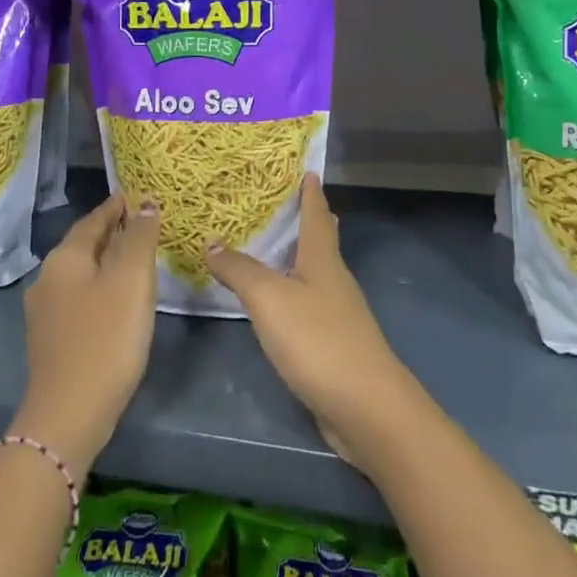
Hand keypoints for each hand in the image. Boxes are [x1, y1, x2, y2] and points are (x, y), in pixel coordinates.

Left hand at [15, 193, 159, 478]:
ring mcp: (45, 311)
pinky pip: (80, 298)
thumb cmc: (106, 338)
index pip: (94, 219)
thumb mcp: (131, 280)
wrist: (69, 414)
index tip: (140, 197)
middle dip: (113, 232)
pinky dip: (101, 288)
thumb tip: (145, 203)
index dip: (118, 207)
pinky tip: (118, 300)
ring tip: (137, 260)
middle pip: (85, 245)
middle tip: (145, 225)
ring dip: (107, 262)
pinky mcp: (51, 339)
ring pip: (82, 273)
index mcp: (65, 258)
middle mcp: (48, 278)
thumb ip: (139, 237)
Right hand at [203, 176, 416, 464]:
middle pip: (323, 241)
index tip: (308, 169)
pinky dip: (293, 292)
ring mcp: (338, 314)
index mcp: (323, 260)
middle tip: (286, 202)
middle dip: (309, 220)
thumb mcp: (269, 299)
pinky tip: (278, 304)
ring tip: (273, 247)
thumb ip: (239, 270)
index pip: (316, 215)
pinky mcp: (334, 344)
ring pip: (317, 273)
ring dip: (299, 257)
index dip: (311, 192)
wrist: (365, 407)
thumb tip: (211, 242)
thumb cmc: (318, 340)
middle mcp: (334, 280)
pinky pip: (310, 304)